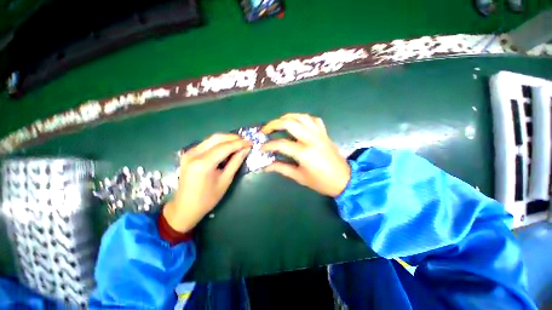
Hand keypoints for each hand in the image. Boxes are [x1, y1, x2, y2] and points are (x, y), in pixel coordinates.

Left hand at [163, 133, 251, 232]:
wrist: (185, 208)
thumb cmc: (208, 198)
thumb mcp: (225, 180)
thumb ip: (236, 162)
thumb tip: (246, 149)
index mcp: (203, 164)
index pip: (225, 147)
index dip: (240, 143)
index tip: (251, 142)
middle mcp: (194, 154)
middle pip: (217, 138)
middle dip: (233, 138)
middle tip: (245, 141)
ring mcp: (189, 152)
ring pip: (212, 139)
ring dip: (226, 139)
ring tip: (239, 144)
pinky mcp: (188, 154)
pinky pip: (206, 143)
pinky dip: (219, 143)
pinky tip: (227, 148)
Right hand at [262, 113, 349, 196]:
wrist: (344, 180)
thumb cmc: (321, 182)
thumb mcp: (300, 177)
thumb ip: (282, 169)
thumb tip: (267, 166)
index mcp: (305, 153)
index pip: (281, 144)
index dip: (268, 145)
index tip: (261, 148)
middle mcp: (311, 139)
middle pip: (290, 123)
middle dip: (274, 124)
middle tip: (265, 129)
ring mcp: (320, 134)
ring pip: (302, 117)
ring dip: (288, 117)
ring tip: (279, 123)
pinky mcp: (325, 133)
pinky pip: (314, 120)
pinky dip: (303, 118)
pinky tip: (298, 123)